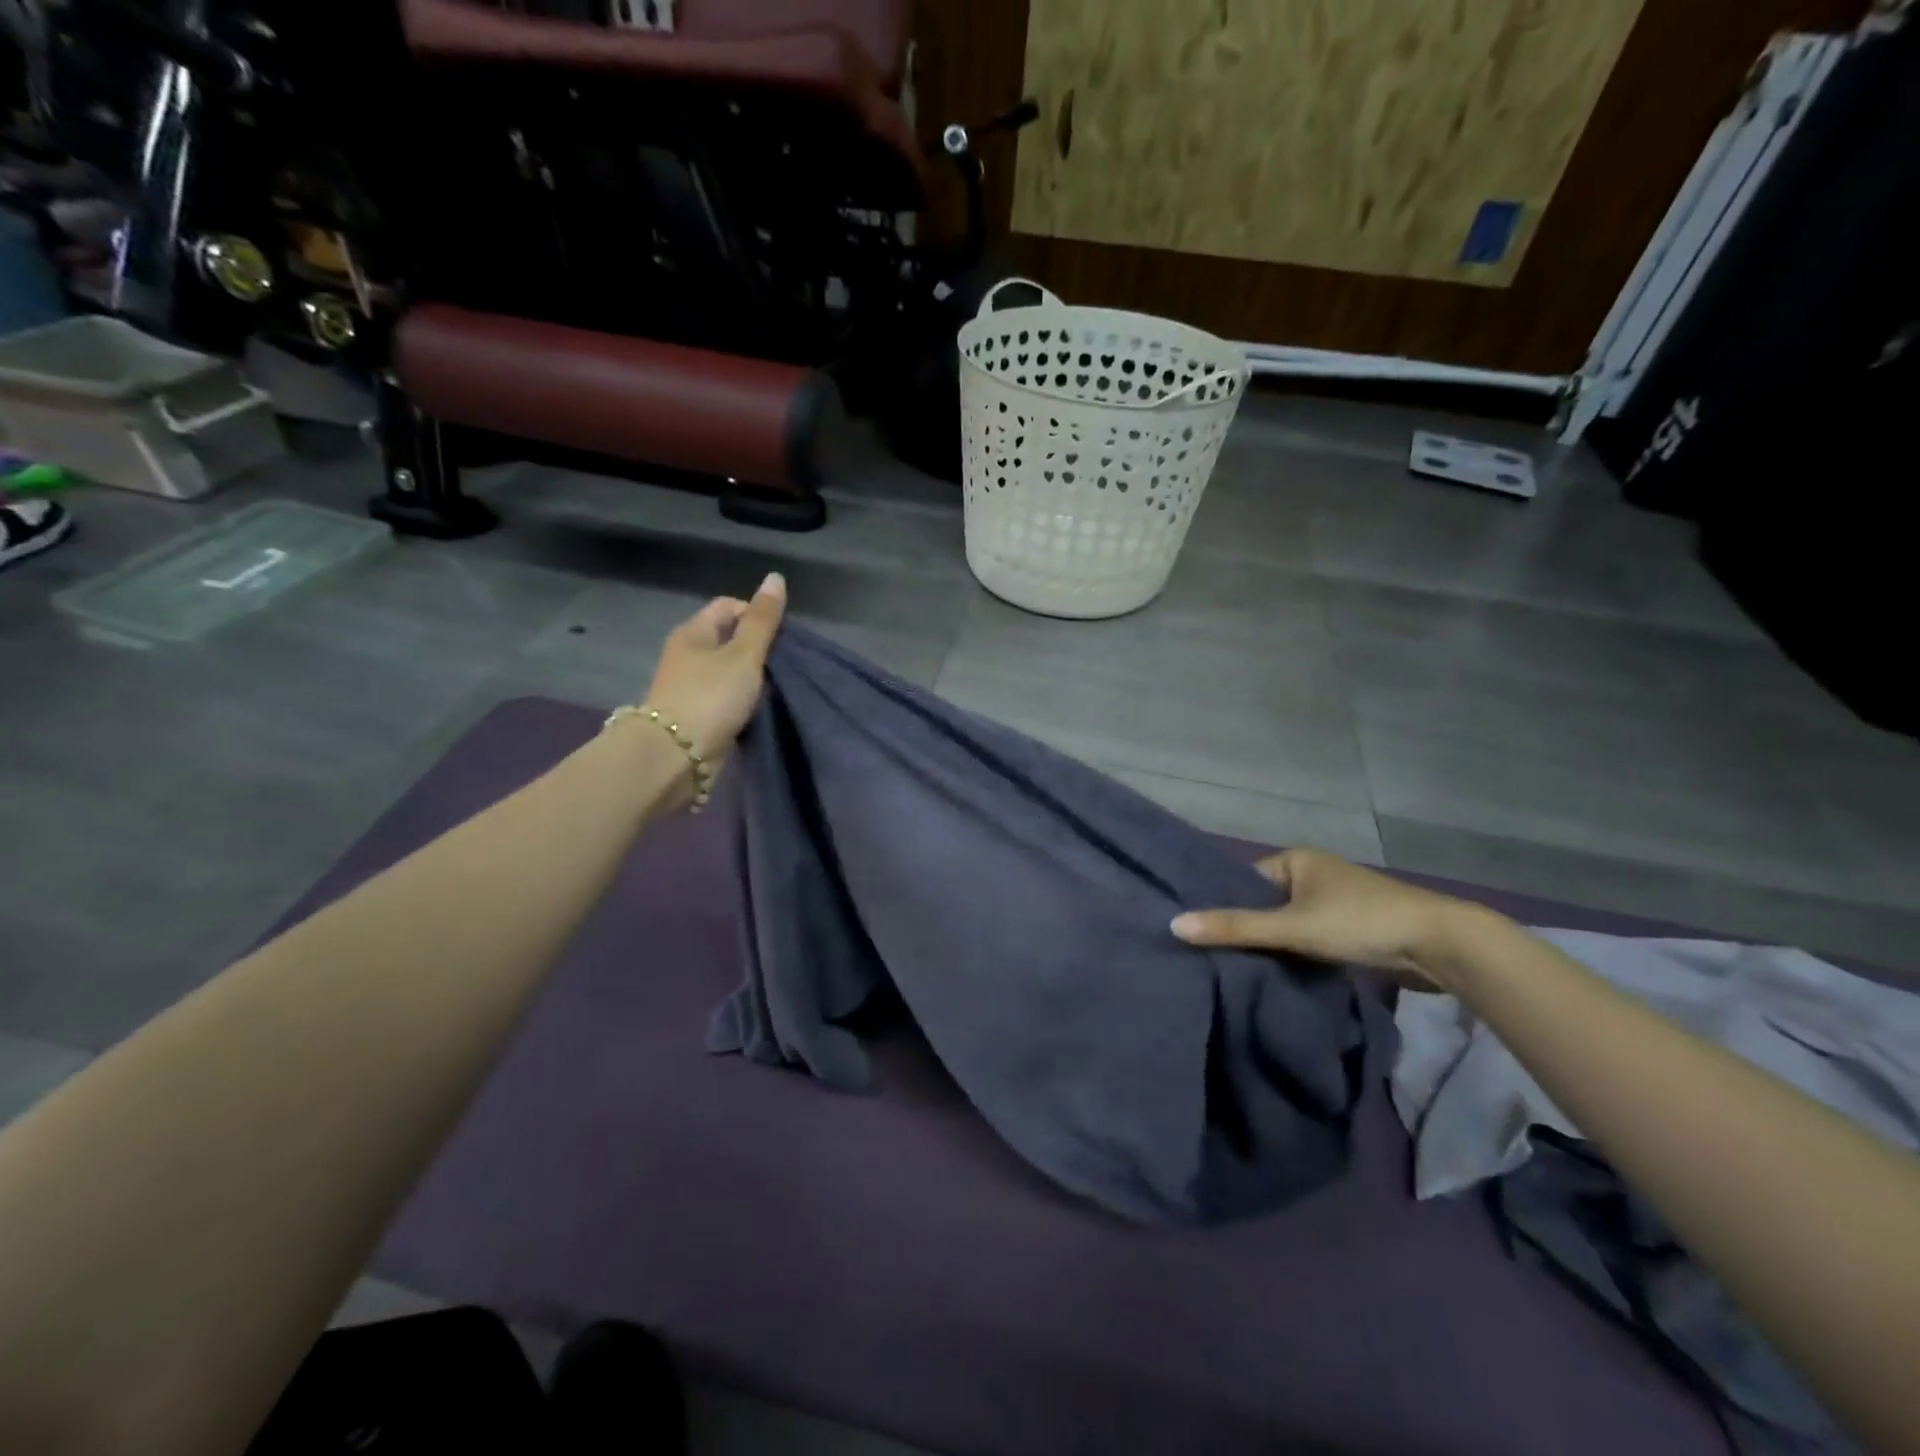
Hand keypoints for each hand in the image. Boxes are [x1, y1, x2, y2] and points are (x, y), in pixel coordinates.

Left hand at [643, 572, 787, 758]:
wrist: (675, 757)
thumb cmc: (711, 697)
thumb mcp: (744, 654)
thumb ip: (763, 620)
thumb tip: (776, 577)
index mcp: (693, 632)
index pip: (729, 607)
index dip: (757, 615)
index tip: (781, 639)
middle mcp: (687, 655)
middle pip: (729, 640)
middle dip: (758, 650)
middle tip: (782, 666)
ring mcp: (689, 687)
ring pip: (728, 672)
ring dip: (751, 679)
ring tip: (774, 691)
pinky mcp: (695, 716)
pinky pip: (725, 699)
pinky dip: (741, 702)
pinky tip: (757, 712)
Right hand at [1171, 848, 1490, 992]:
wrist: (1441, 946)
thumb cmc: (1360, 922)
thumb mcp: (1292, 926)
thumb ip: (1235, 927)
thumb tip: (1173, 925)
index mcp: (1296, 859)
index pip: (1243, 882)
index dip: (1224, 906)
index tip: (1199, 935)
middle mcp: (1313, 874)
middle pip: (1265, 905)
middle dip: (1247, 929)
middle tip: (1213, 957)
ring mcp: (1335, 902)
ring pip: (1288, 925)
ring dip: (1273, 946)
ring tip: (1239, 970)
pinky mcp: (1353, 929)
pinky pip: (1309, 939)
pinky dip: (1297, 955)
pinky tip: (1279, 975)